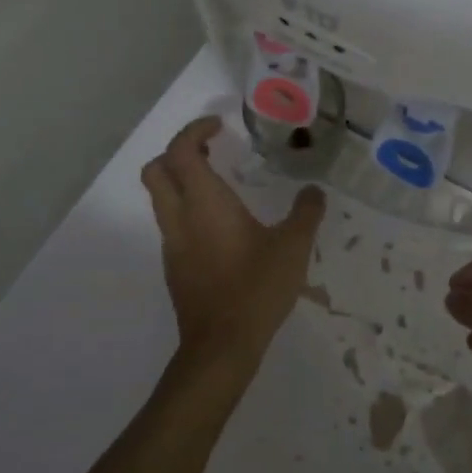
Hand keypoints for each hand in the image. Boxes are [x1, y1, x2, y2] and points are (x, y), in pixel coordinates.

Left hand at [141, 117, 325, 379]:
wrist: (221, 346)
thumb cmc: (256, 288)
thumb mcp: (293, 247)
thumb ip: (306, 213)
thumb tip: (314, 191)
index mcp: (204, 202)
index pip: (181, 150)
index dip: (195, 130)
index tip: (219, 127)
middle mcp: (179, 217)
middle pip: (157, 170)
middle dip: (178, 152)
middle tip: (211, 151)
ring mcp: (172, 244)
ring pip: (161, 198)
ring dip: (182, 182)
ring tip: (221, 186)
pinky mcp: (174, 267)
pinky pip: (172, 224)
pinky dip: (187, 210)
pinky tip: (221, 227)